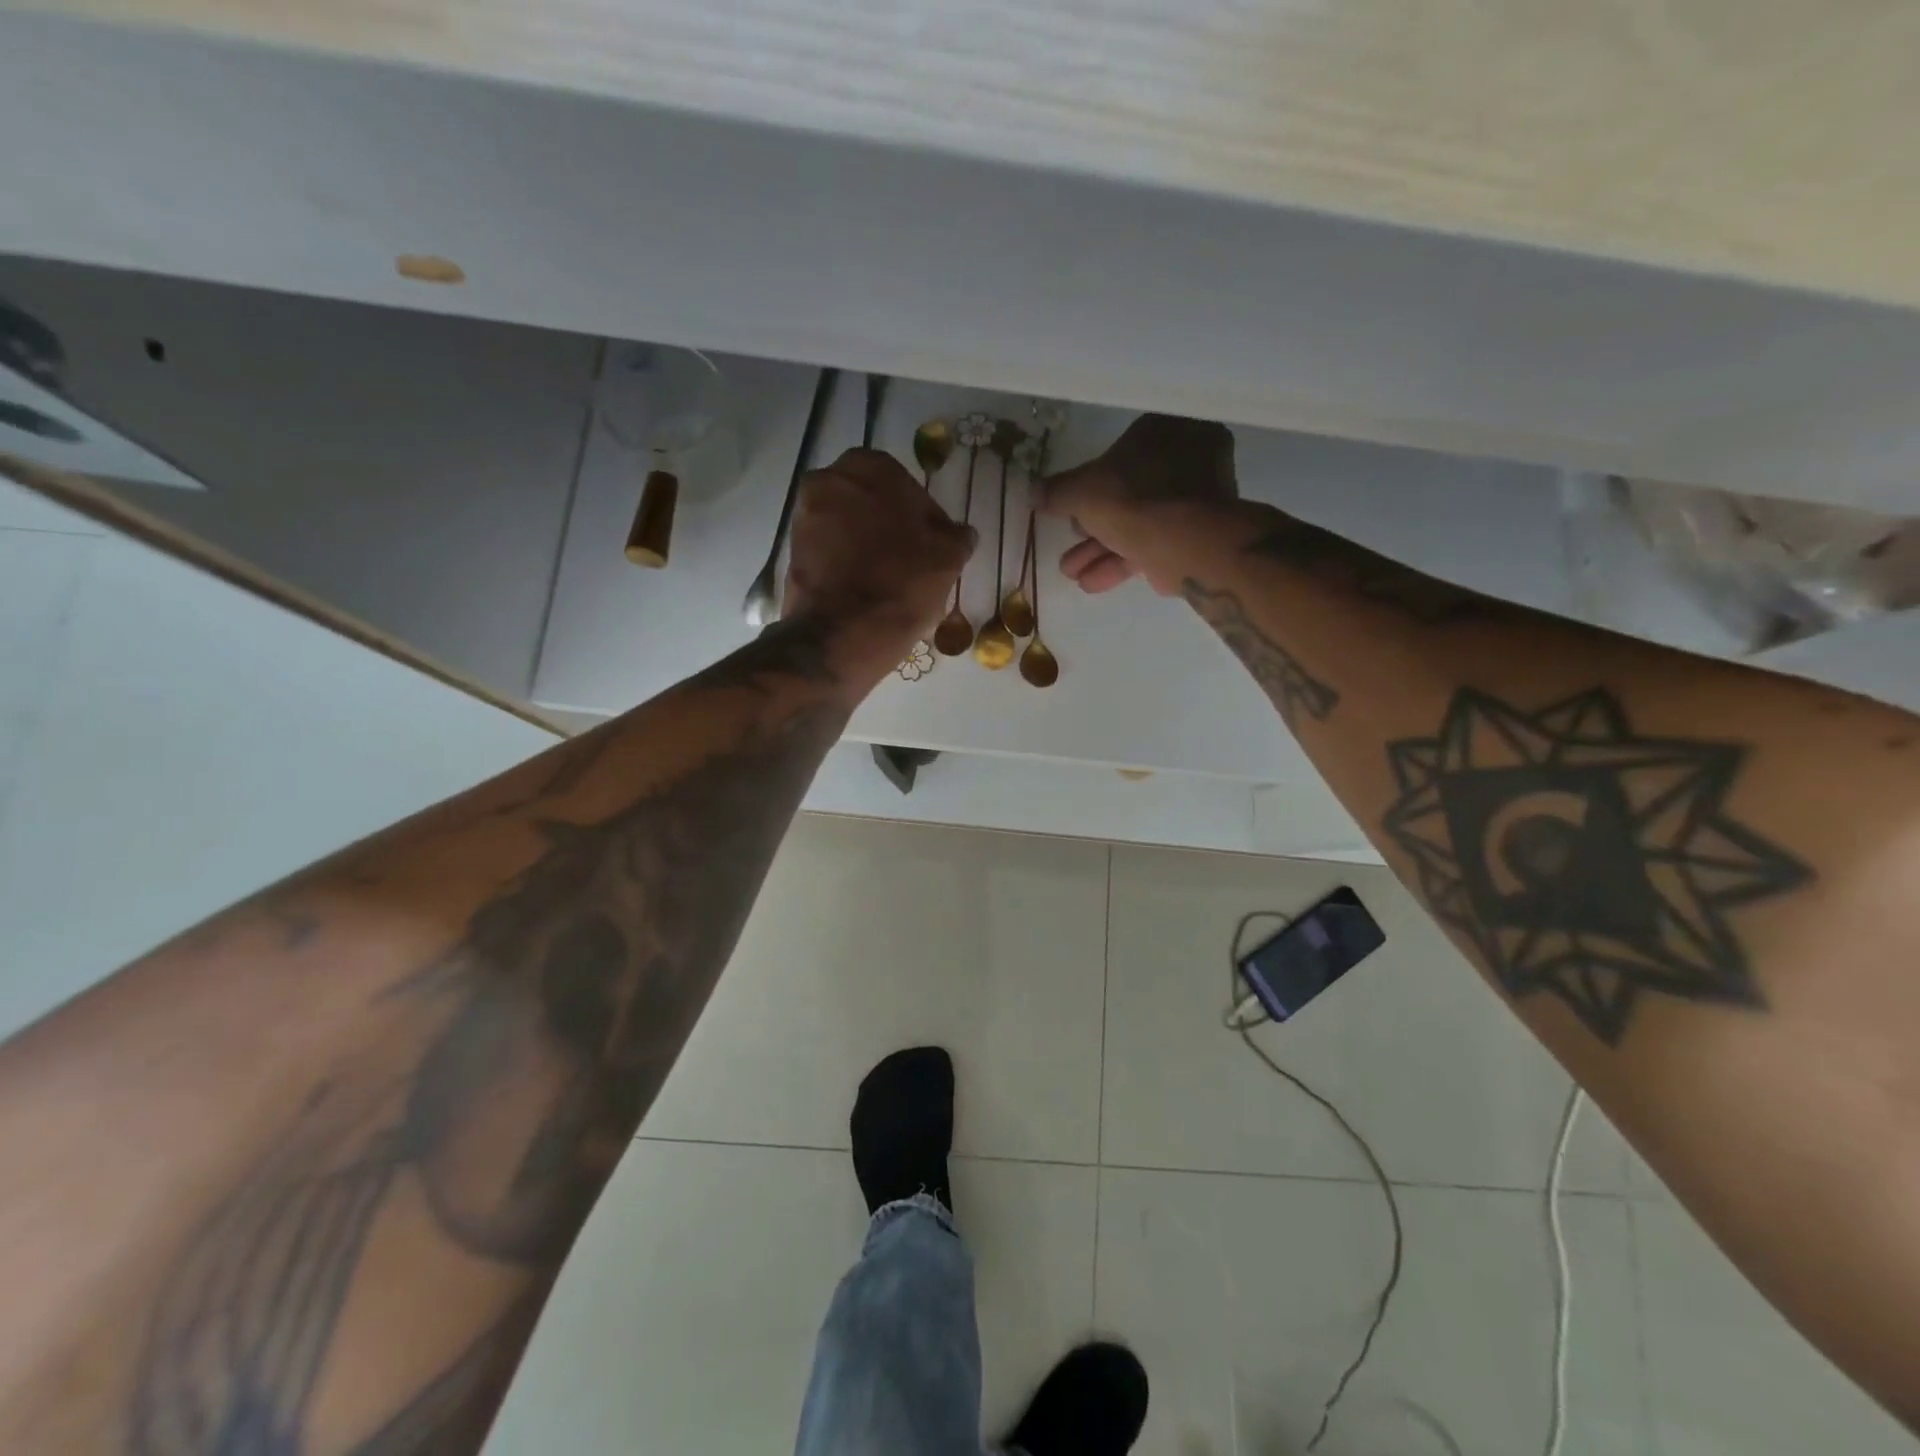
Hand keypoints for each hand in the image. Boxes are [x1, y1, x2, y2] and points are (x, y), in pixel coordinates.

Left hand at [784, 447, 976, 666]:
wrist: (840, 636)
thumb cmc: (900, 586)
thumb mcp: (947, 560)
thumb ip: (957, 537)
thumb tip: (962, 533)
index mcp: (870, 467)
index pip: (906, 484)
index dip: (924, 517)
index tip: (935, 545)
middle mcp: (829, 480)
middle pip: (871, 502)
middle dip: (890, 526)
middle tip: (913, 560)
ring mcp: (804, 516)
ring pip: (848, 526)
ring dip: (867, 544)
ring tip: (890, 579)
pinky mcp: (792, 552)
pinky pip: (829, 550)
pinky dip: (846, 563)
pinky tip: (865, 589)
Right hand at [1038, 414, 1239, 593]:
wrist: (1186, 545)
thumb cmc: (1135, 500)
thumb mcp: (1083, 492)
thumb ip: (1057, 491)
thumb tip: (1033, 492)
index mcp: (1168, 430)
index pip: (1121, 451)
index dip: (1090, 481)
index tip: (1071, 506)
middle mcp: (1189, 459)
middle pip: (1128, 492)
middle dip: (1093, 526)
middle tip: (1069, 543)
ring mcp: (1196, 500)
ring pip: (1139, 522)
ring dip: (1101, 550)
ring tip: (1071, 572)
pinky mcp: (1197, 536)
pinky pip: (1153, 543)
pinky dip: (1122, 562)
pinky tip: (1091, 583)